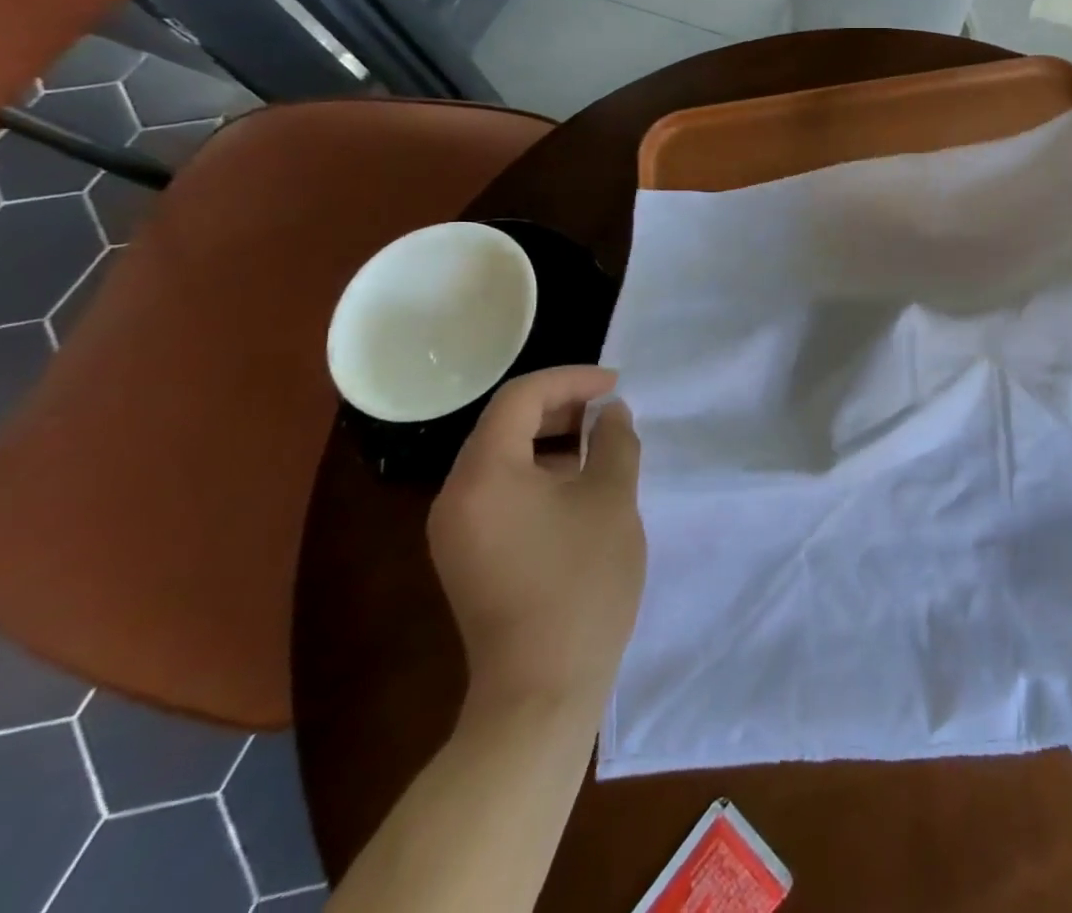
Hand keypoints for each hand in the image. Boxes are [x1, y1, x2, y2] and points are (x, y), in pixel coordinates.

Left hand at [428, 366, 644, 719]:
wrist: (542, 691)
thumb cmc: (581, 583)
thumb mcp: (612, 499)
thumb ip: (615, 442)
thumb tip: (611, 414)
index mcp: (484, 475)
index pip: (520, 398)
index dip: (571, 380)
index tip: (615, 386)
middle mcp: (456, 496)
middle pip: (505, 424)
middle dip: (562, 407)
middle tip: (611, 412)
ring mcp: (457, 530)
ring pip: (503, 458)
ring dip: (553, 440)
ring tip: (602, 446)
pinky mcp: (468, 556)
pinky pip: (501, 491)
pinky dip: (540, 473)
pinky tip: (580, 487)